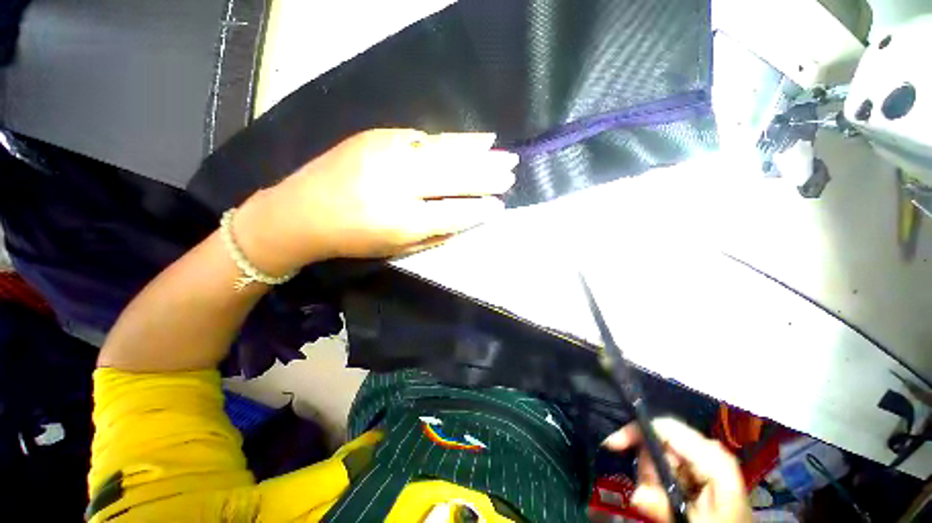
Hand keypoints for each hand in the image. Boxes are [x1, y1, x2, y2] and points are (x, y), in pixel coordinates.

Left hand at [234, 129, 518, 274]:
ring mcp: (386, 155)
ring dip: (476, 153)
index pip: (452, 213)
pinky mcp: (378, 137)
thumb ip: (434, 233)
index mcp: (400, 221)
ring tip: (502, 152)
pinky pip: (426, 137)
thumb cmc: (352, 239)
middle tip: (511, 172)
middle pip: (452, 178)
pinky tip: (473, 139)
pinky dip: (452, 140)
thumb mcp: (395, 248)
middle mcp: (396, 184)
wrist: (299, 212)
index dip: (478, 210)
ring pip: (443, 152)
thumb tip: (467, 218)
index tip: (500, 206)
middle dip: (486, 176)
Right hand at [603, 418, 751, 522]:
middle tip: (649, 495)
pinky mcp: (698, 467)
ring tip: (662, 504)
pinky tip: (668, 499)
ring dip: (653, 479)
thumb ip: (670, 506)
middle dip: (647, 467)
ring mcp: (702, 458)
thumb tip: (637, 495)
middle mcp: (706, 449)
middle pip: (659, 442)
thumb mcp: (698, 522)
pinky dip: (660, 481)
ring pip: (660, 454)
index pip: (665, 427)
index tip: (612, 446)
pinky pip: (667, 465)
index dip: (636, 432)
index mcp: (712, 456)